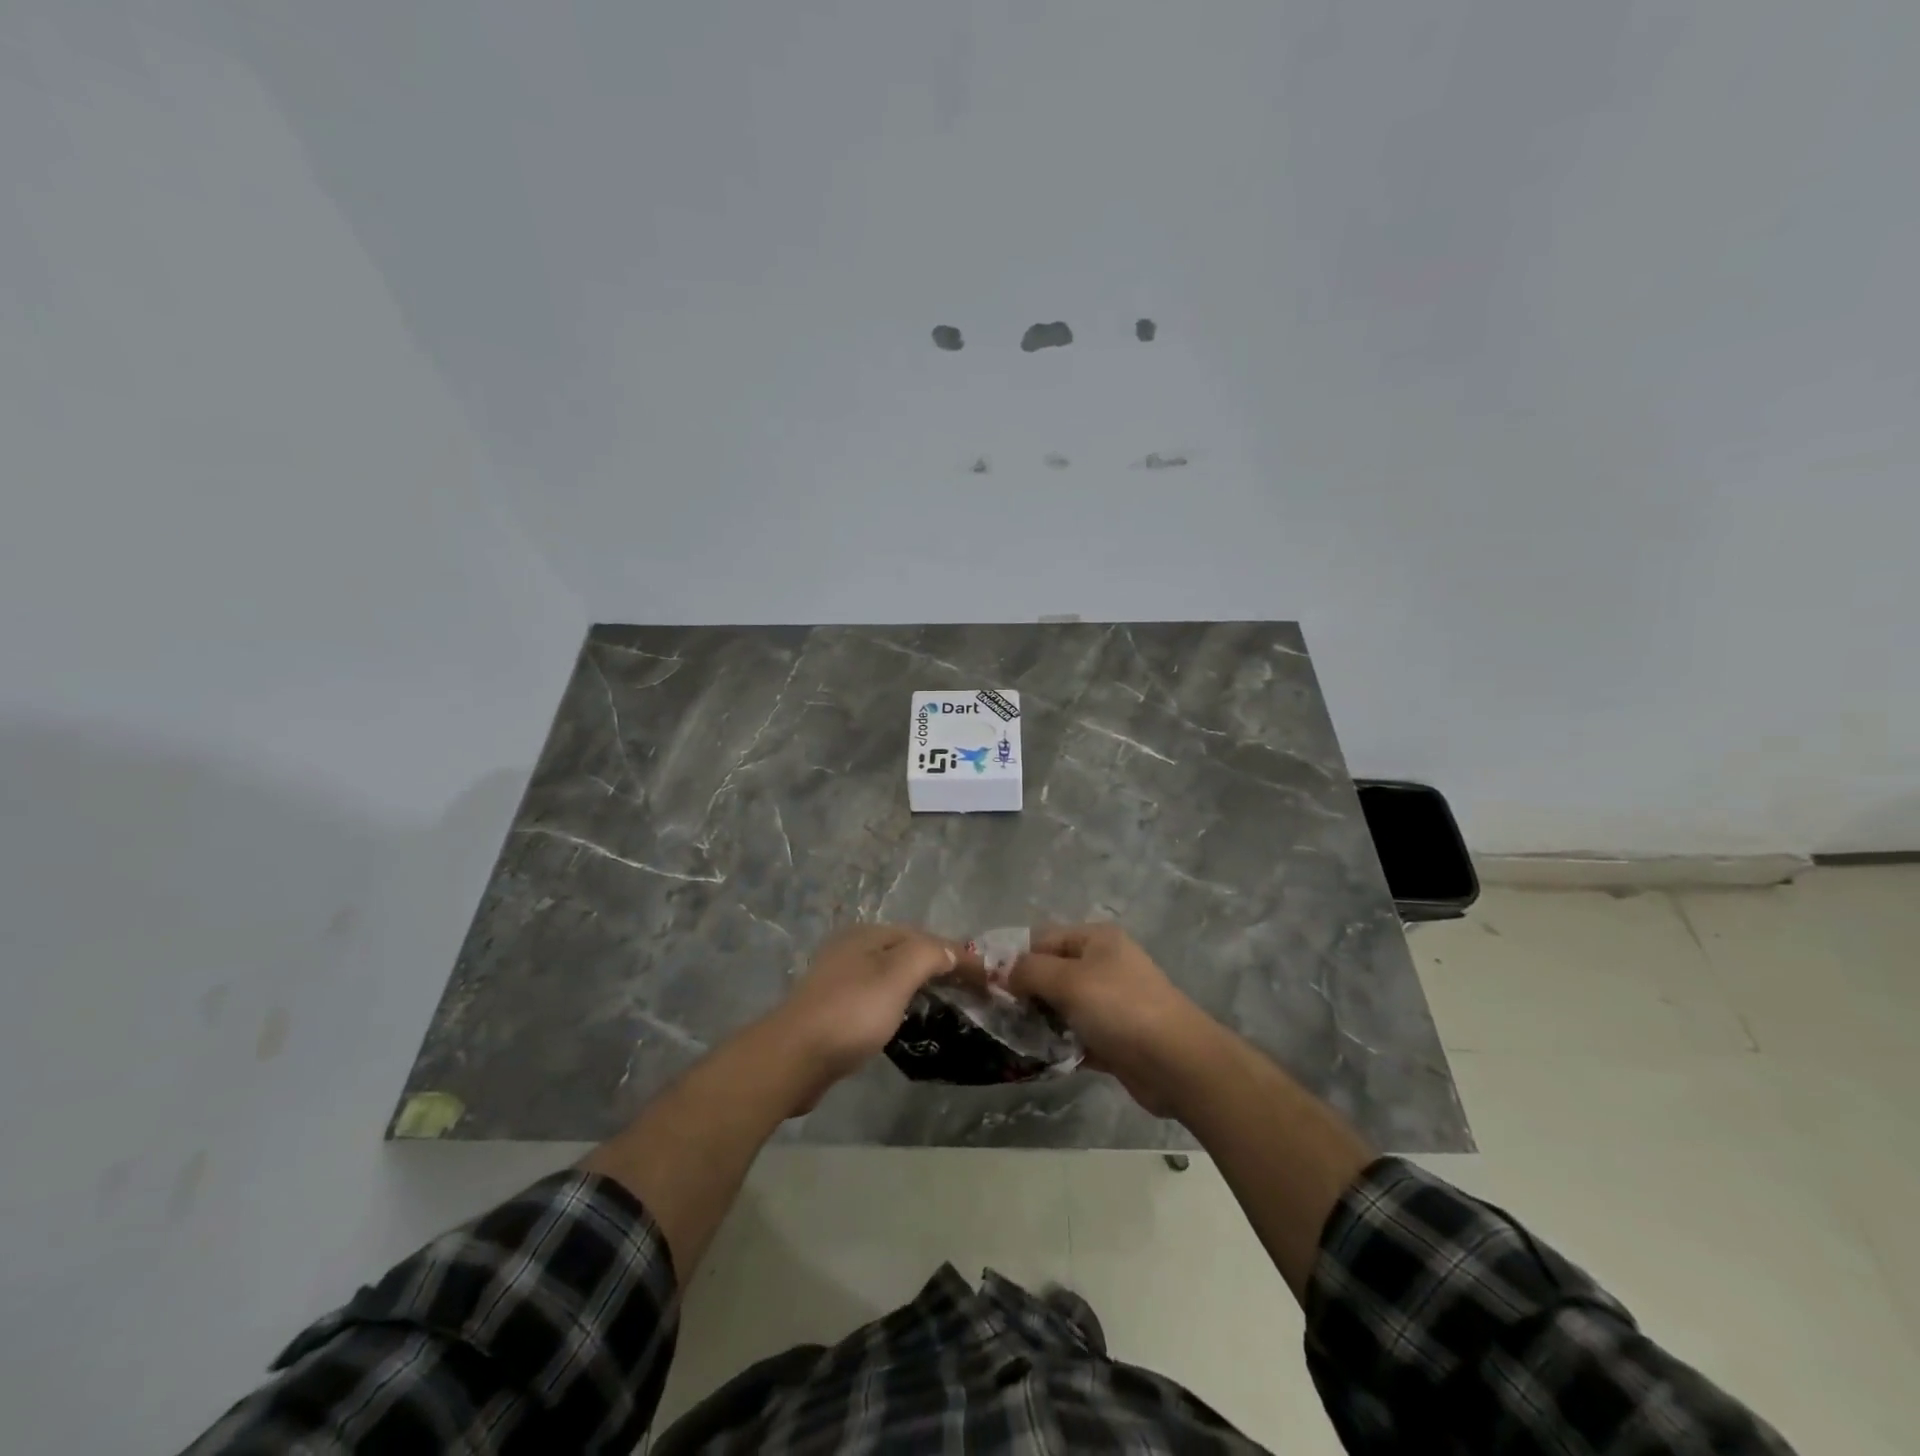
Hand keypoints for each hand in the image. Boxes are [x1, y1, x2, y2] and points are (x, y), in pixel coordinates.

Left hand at [767, 925, 971, 1110]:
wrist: (793, 1057)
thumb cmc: (850, 1012)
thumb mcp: (896, 976)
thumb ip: (927, 956)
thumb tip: (952, 950)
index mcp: (868, 934)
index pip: (924, 935)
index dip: (956, 953)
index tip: (986, 977)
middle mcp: (853, 949)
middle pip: (907, 952)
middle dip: (940, 967)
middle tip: (972, 991)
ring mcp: (840, 979)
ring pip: (892, 975)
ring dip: (921, 985)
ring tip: (948, 1005)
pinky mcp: (834, 1009)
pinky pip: (878, 997)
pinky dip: (901, 1002)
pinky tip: (909, 1019)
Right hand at [1006, 924, 1215, 1116]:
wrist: (1177, 1063)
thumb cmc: (1120, 1008)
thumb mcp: (1068, 980)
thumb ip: (1029, 971)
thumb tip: (1002, 972)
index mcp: (1096, 939)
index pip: (1043, 939)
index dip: (1014, 959)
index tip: (987, 985)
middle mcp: (1103, 965)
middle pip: (1051, 973)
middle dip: (1024, 993)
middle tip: (995, 1015)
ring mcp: (1110, 1003)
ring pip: (1062, 1007)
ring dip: (1039, 1022)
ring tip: (1010, 1038)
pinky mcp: (1113, 1038)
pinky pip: (1076, 1036)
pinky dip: (1058, 1045)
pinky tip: (1034, 1058)